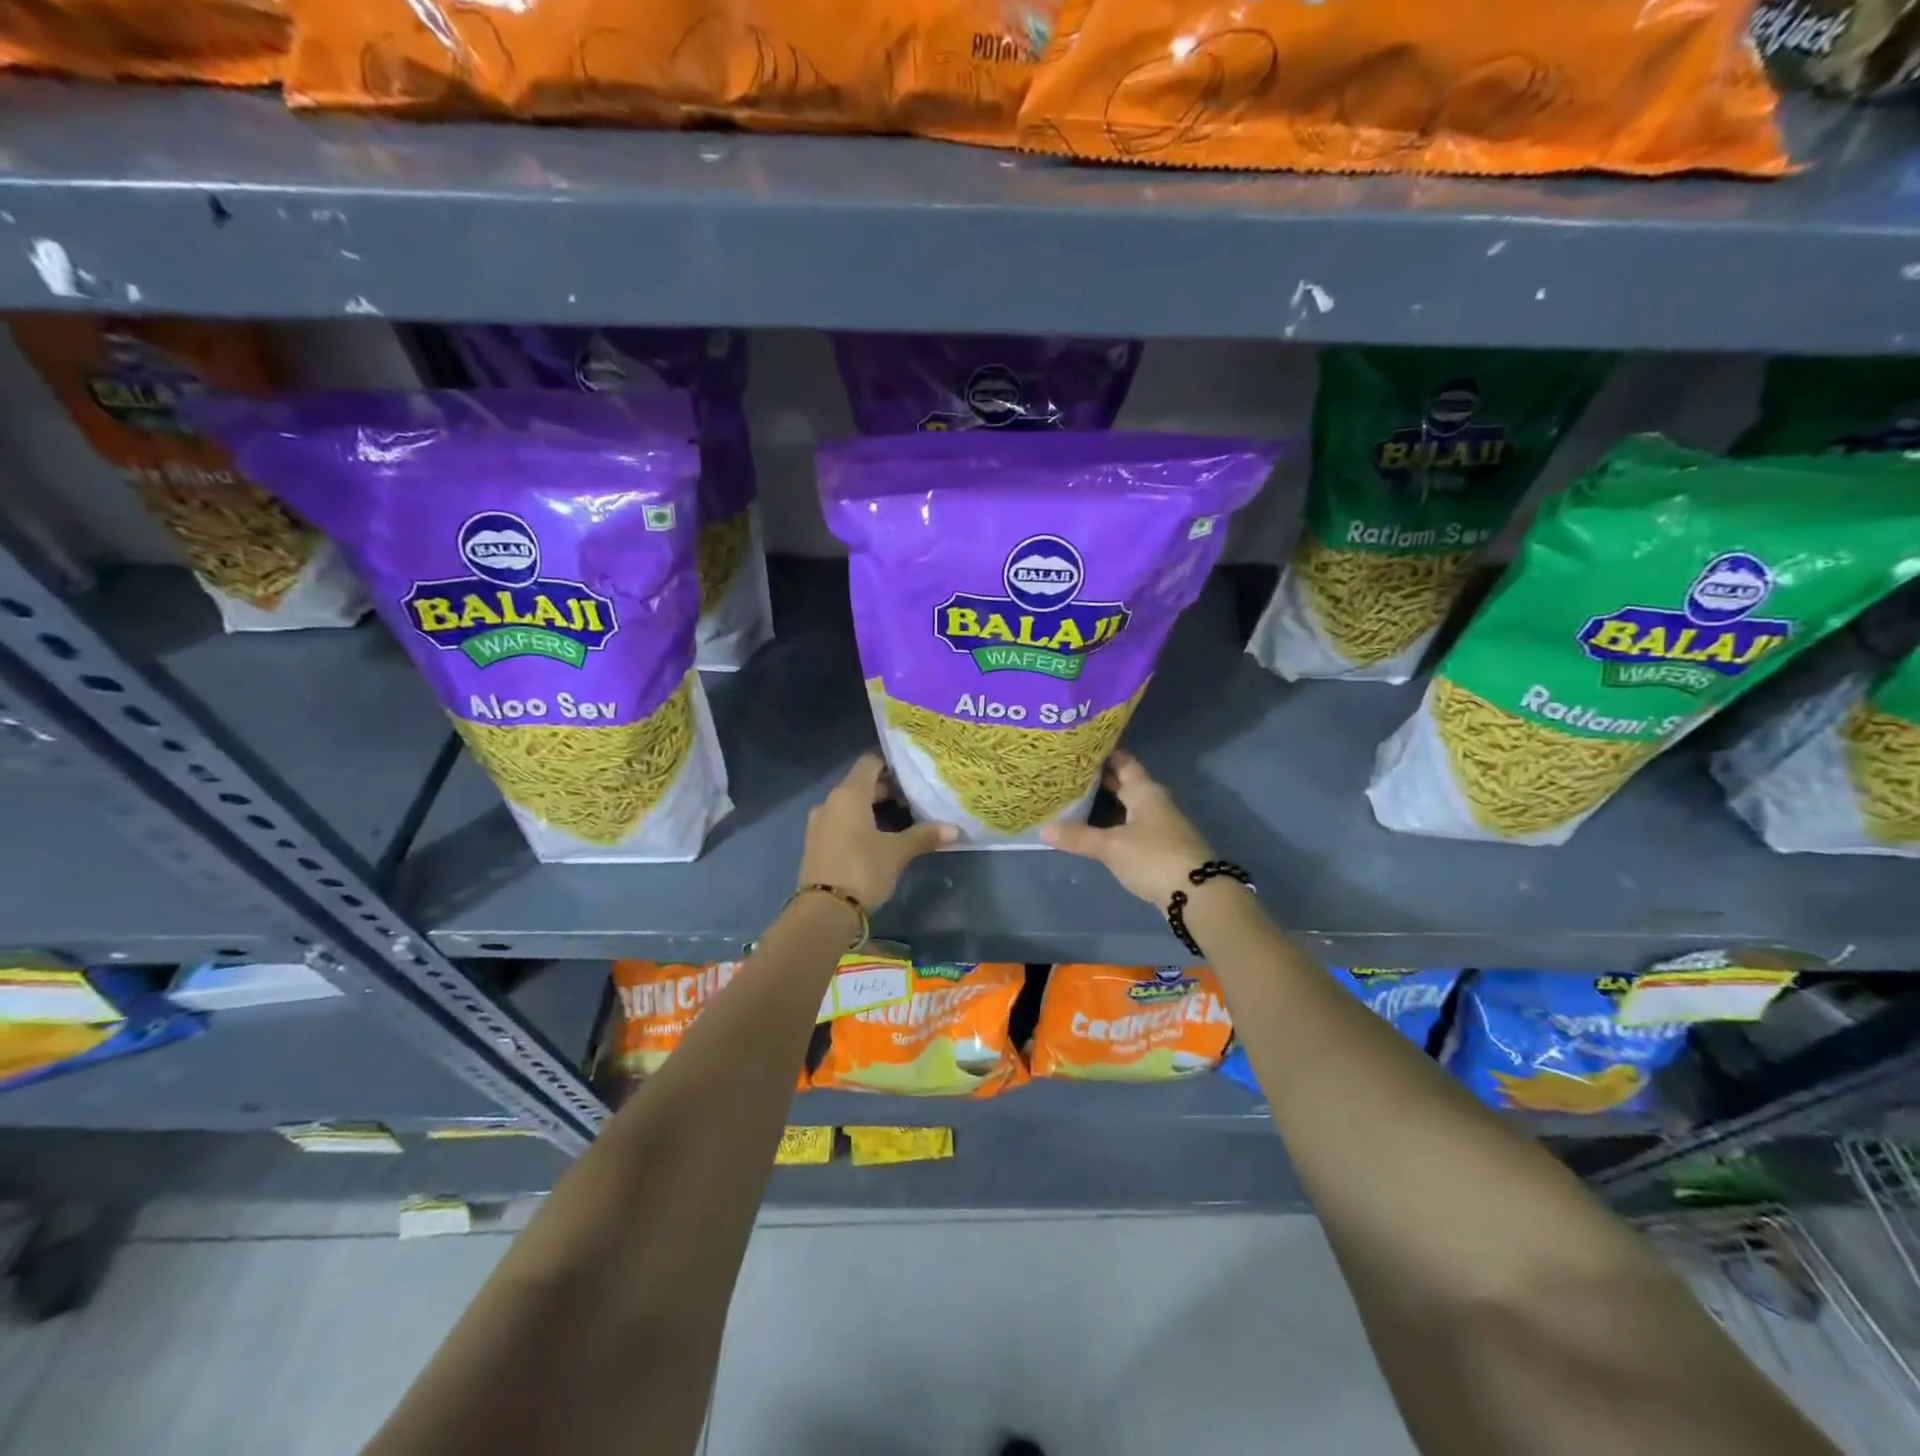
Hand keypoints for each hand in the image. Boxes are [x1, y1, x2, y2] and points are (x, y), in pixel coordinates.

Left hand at [799, 752, 954, 910]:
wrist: (824, 911)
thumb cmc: (862, 869)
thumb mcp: (897, 852)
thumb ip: (923, 836)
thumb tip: (954, 829)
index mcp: (848, 794)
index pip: (870, 762)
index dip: (891, 765)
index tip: (912, 776)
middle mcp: (830, 802)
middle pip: (860, 784)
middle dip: (886, 791)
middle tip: (912, 803)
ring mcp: (818, 823)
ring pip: (849, 805)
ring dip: (872, 810)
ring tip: (899, 824)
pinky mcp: (815, 844)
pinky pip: (840, 823)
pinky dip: (858, 825)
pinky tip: (876, 841)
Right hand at [1041, 751, 1215, 905]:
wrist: (1198, 894)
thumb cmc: (1154, 857)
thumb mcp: (1111, 846)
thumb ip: (1078, 837)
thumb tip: (1042, 829)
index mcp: (1145, 791)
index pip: (1123, 761)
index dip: (1102, 753)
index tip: (1077, 747)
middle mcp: (1154, 802)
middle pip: (1125, 783)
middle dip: (1099, 779)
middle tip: (1068, 774)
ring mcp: (1159, 825)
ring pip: (1127, 806)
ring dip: (1105, 804)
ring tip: (1074, 800)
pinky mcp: (1160, 847)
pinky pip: (1131, 826)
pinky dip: (1113, 824)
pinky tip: (1095, 831)